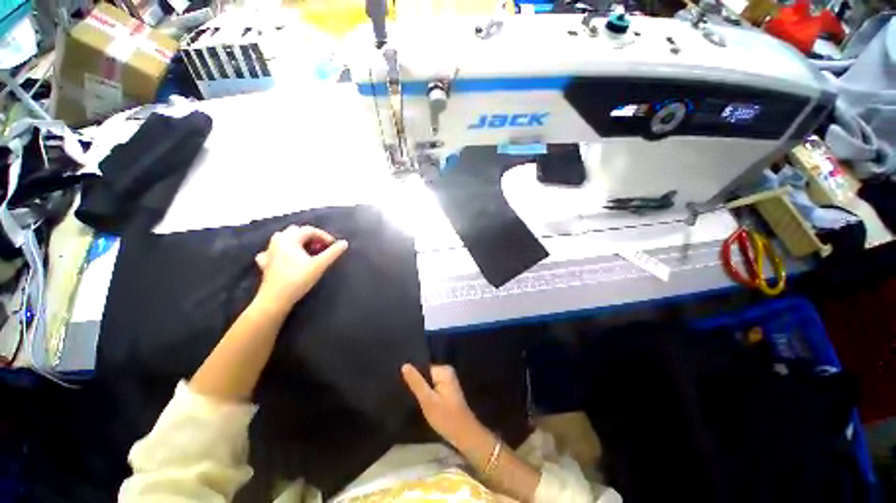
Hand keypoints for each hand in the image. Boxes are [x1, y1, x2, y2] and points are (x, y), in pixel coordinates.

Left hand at [255, 225, 347, 309]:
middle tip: (322, 248)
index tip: (334, 246)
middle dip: (311, 237)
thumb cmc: (298, 279)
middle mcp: (277, 241)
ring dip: (298, 242)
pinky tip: (286, 258)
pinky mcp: (265, 262)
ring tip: (308, 251)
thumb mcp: (319, 265)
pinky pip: (273, 250)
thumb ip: (333, 253)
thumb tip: (344, 243)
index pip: (310, 230)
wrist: (275, 299)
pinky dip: (282, 251)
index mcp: (289, 239)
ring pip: (285, 239)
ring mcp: (269, 251)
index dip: (324, 236)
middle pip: (297, 231)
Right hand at [401, 364, 488, 449]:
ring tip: (408, 395)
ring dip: (420, 389)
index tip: (400, 383)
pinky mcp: (447, 390)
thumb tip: (404, 365)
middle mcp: (447, 371)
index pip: (422, 367)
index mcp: (444, 370)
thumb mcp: (427, 400)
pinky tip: (418, 400)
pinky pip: (432, 387)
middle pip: (425, 373)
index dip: (412, 375)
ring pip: (428, 381)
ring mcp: (448, 381)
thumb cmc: (446, 417)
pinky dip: (426, 393)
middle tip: (403, 391)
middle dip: (416, 382)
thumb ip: (416, 382)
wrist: (464, 435)